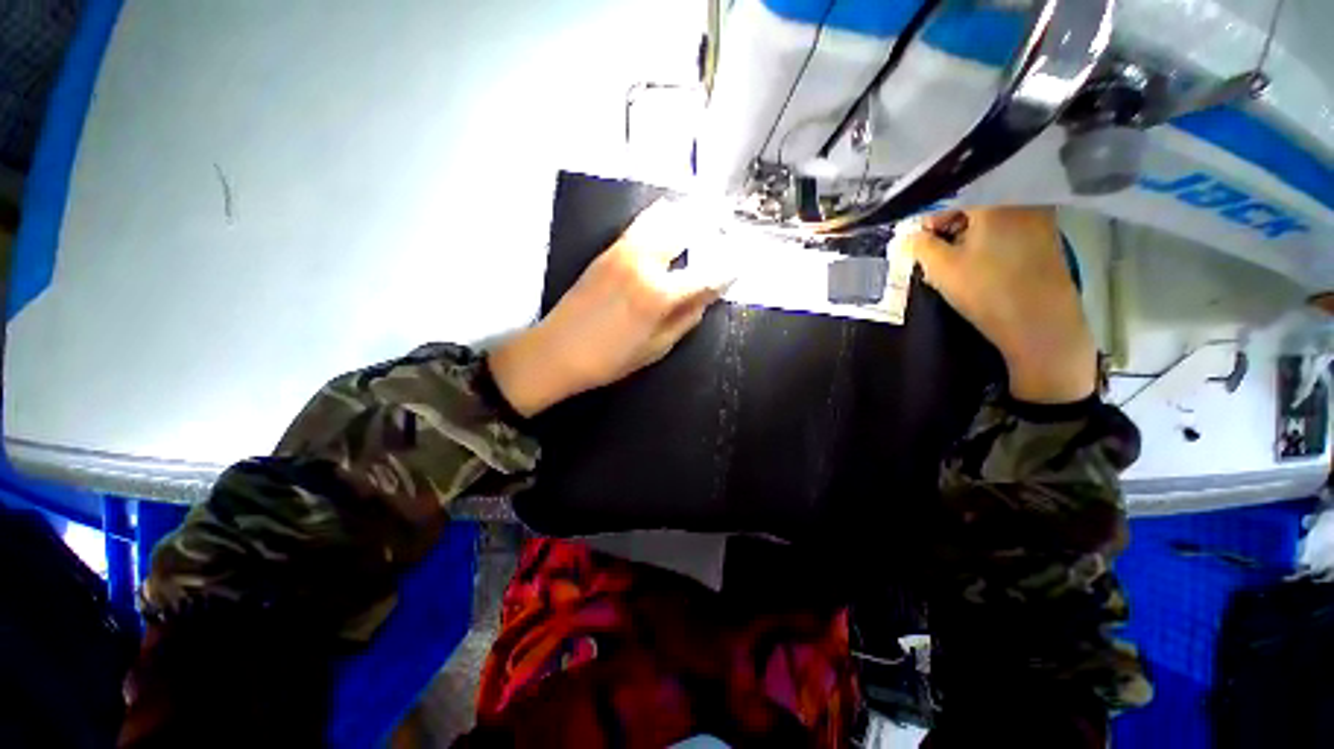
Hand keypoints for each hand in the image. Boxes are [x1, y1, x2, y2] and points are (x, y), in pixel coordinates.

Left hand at [489, 201, 727, 416]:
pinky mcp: (608, 250)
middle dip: (711, 224)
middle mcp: (645, 262)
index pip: (706, 274)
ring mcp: (624, 251)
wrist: (557, 351)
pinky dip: (661, 217)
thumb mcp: (657, 347)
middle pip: (686, 230)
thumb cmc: (610, 359)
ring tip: (704, 213)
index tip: (740, 265)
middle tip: (726, 225)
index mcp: (660, 293)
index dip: (727, 269)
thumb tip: (706, 296)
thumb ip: (686, 318)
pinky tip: (670, 218)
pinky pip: (641, 223)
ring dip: (687, 213)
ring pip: (663, 218)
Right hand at [903, 207, 1096, 403]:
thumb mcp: (941, 268)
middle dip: (950, 225)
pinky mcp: (1047, 240)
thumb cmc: (986, 290)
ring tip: (954, 261)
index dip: (930, 217)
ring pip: (993, 217)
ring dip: (969, 234)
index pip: (954, 196)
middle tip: (934, 251)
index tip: (918, 238)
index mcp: (997, 201)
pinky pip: (1009, 229)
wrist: (1040, 324)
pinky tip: (979, 264)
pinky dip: (989, 240)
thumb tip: (909, 236)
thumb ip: (919, 245)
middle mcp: (1023, 202)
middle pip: (976, 203)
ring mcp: (1040, 220)